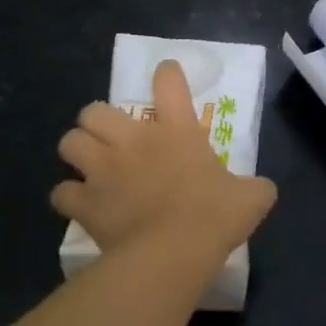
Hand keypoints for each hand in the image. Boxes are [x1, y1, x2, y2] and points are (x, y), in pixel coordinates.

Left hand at [50, 59, 276, 265]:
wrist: (174, 252)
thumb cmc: (215, 216)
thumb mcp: (251, 198)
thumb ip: (255, 187)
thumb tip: (263, 190)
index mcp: (176, 130)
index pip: (169, 82)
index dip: (167, 73)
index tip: (166, 74)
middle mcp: (133, 141)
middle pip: (94, 110)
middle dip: (97, 120)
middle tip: (111, 137)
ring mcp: (104, 170)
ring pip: (69, 142)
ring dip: (77, 150)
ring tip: (88, 164)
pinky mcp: (85, 202)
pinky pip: (62, 192)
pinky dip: (69, 196)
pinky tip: (80, 204)